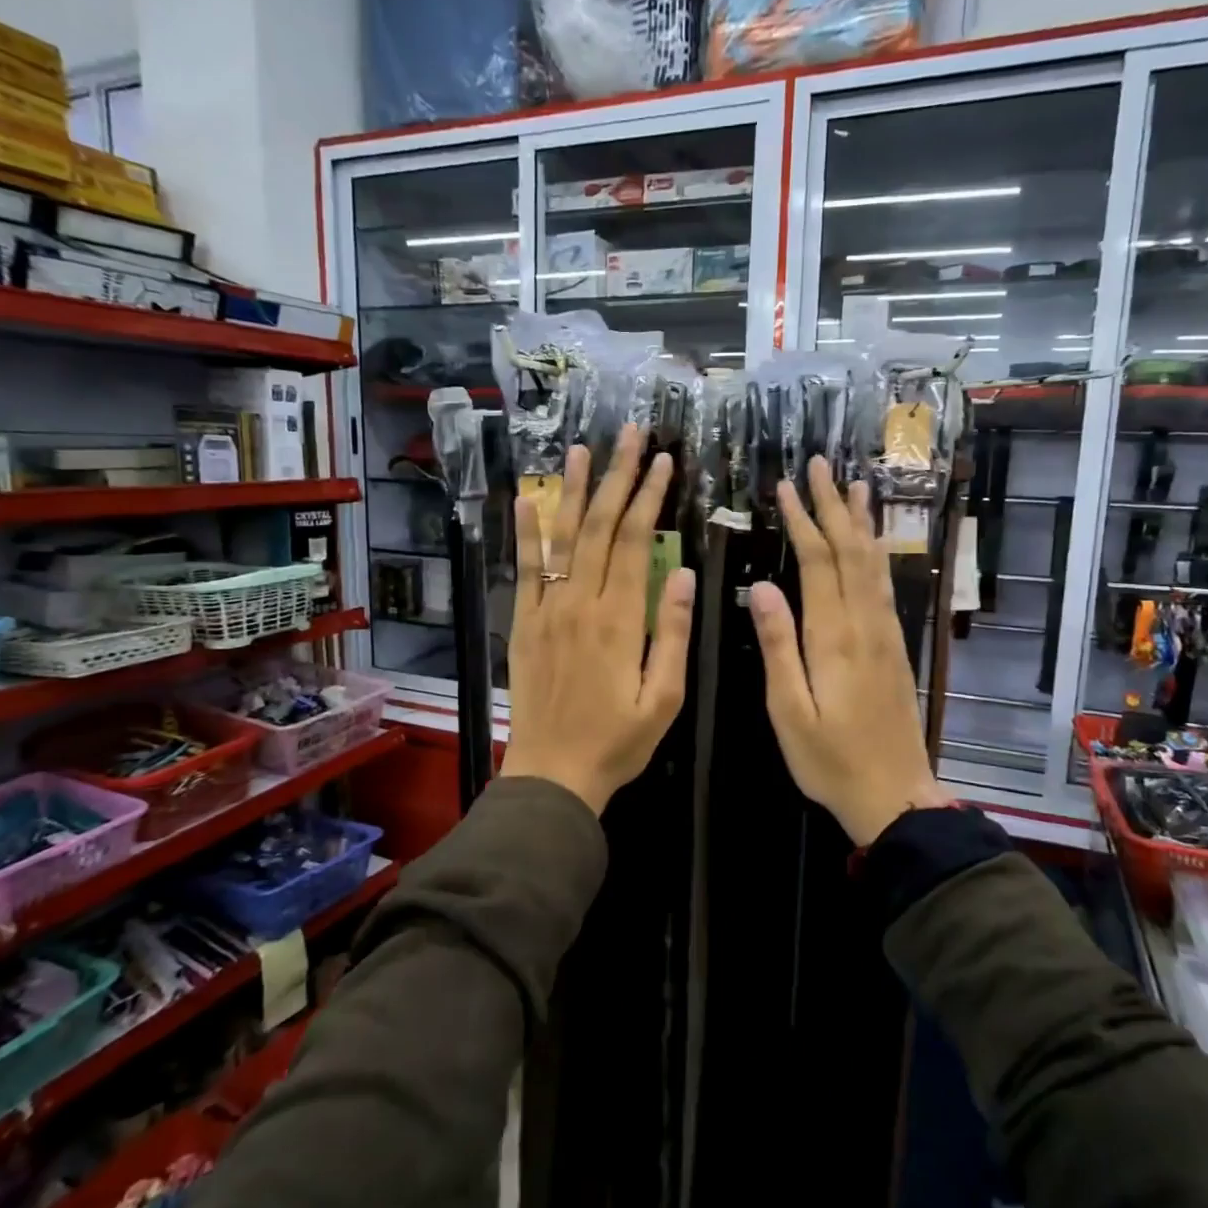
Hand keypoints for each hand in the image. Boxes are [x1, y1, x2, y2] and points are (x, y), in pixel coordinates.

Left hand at [499, 423, 695, 814]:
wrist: (552, 773)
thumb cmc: (617, 741)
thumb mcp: (663, 698)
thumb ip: (672, 633)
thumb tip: (683, 573)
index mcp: (619, 619)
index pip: (634, 542)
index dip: (649, 497)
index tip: (664, 462)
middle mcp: (579, 603)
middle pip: (598, 527)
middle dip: (617, 477)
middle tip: (630, 435)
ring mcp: (546, 611)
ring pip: (560, 538)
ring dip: (572, 491)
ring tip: (580, 449)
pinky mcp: (524, 624)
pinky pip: (524, 570)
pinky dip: (525, 533)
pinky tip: (526, 499)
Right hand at [749, 457, 952, 846]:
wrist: (894, 794)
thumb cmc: (830, 759)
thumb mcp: (789, 710)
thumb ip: (779, 646)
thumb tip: (762, 587)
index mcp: (834, 637)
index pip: (818, 562)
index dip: (803, 520)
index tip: (786, 486)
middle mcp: (865, 624)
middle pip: (850, 551)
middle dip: (834, 505)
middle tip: (821, 464)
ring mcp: (885, 633)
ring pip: (873, 563)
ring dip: (861, 521)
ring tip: (855, 484)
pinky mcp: (895, 646)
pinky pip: (885, 585)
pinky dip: (877, 553)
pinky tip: (872, 542)